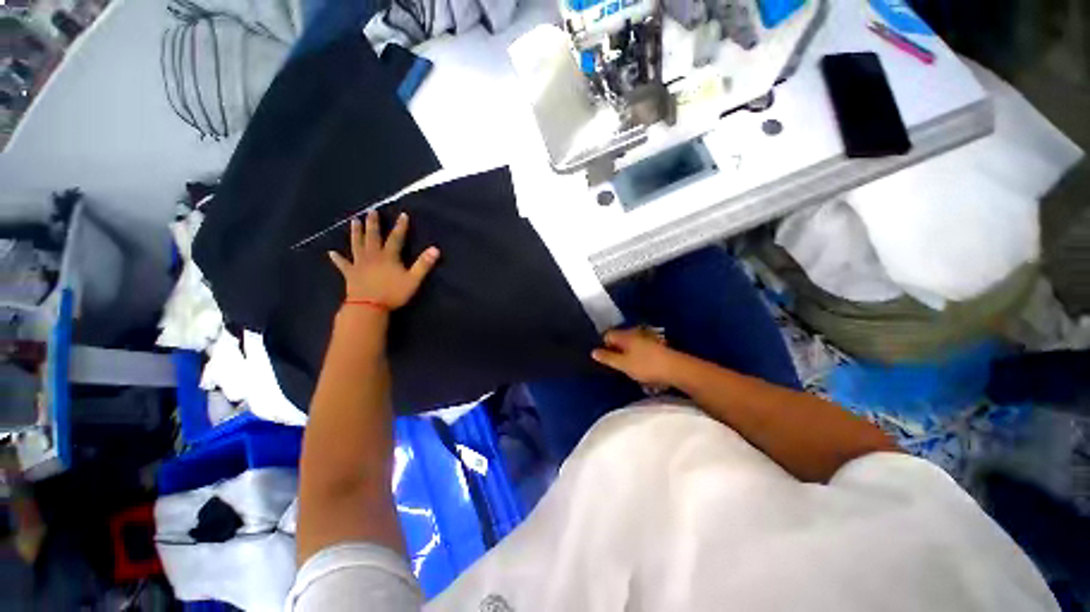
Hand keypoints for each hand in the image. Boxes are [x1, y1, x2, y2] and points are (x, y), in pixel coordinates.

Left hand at [328, 210, 439, 309]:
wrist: (368, 306)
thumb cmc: (393, 293)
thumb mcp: (413, 279)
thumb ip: (423, 264)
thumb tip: (435, 249)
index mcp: (388, 256)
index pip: (396, 238)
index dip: (400, 226)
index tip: (402, 215)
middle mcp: (373, 256)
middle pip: (373, 237)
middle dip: (373, 224)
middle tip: (371, 211)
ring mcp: (359, 264)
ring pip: (357, 244)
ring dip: (355, 233)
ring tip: (354, 221)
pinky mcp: (350, 273)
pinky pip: (342, 264)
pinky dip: (337, 258)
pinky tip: (330, 253)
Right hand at [591, 327, 681, 386]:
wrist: (676, 369)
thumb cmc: (646, 366)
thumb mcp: (623, 364)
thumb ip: (608, 357)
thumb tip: (593, 351)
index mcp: (625, 336)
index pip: (607, 335)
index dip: (603, 346)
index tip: (603, 359)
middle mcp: (634, 334)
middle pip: (618, 339)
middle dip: (614, 350)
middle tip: (613, 365)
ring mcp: (645, 339)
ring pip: (629, 345)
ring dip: (625, 354)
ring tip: (625, 368)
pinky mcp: (654, 347)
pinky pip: (638, 349)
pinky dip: (635, 356)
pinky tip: (638, 367)